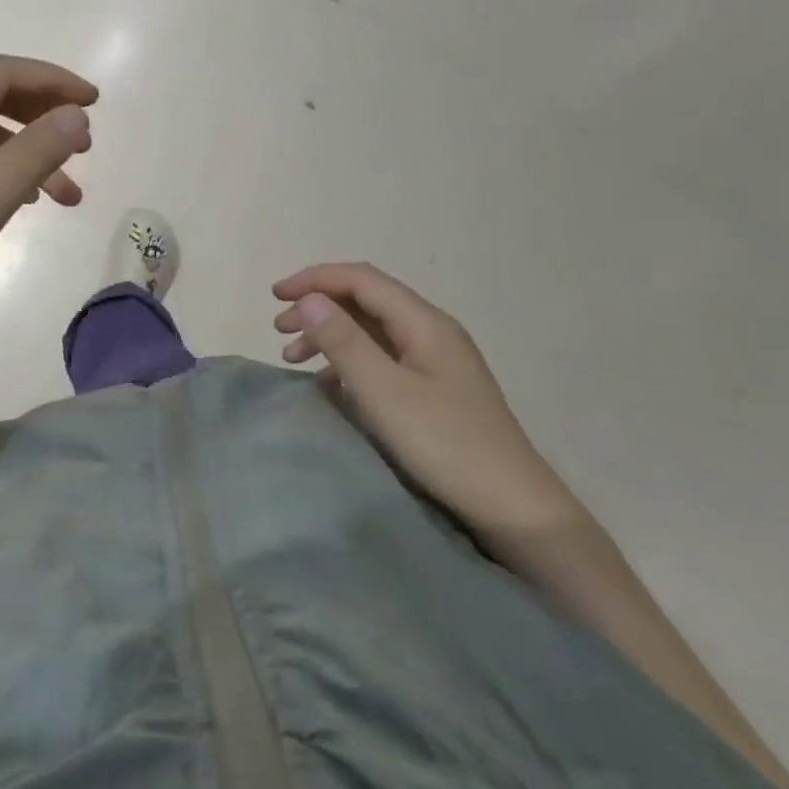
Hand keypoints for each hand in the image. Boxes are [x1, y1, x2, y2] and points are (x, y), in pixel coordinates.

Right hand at [272, 263, 575, 535]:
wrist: (513, 508)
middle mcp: (431, 332)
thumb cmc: (445, 444)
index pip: (361, 280)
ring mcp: (436, 362)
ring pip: (372, 331)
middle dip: (318, 307)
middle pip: (366, 302)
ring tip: (294, 359)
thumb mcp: (384, 392)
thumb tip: (308, 299)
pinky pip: (382, 360)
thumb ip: (344, 342)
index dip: (315, 280)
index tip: (274, 296)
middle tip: (279, 331)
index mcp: (424, 322)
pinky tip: (330, 386)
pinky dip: (349, 363)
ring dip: (330, 336)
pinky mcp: (435, 390)